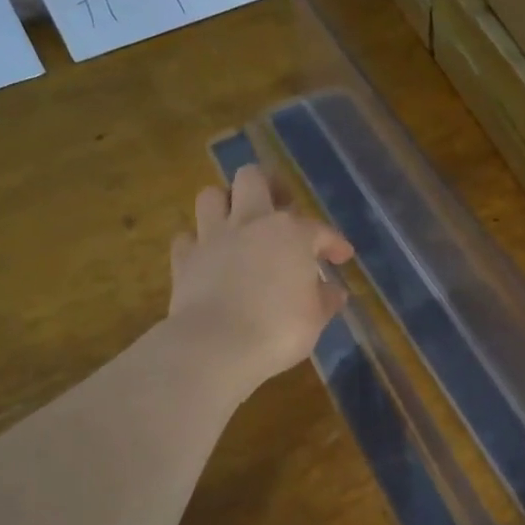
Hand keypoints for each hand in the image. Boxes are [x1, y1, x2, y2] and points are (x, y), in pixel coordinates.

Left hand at [167, 166, 353, 398]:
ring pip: (211, 196)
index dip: (334, 243)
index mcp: (291, 233)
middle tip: (279, 206)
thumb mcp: (315, 318)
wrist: (216, 346)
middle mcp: (251, 223)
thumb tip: (333, 292)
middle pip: (252, 179)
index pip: (319, 230)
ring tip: (238, 222)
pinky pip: (187, 238)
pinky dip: (197, 243)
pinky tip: (208, 256)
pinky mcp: (184, 259)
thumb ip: (324, 299)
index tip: (341, 256)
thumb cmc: (278, 330)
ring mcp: (212, 238)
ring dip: (225, 204)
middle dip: (267, 186)